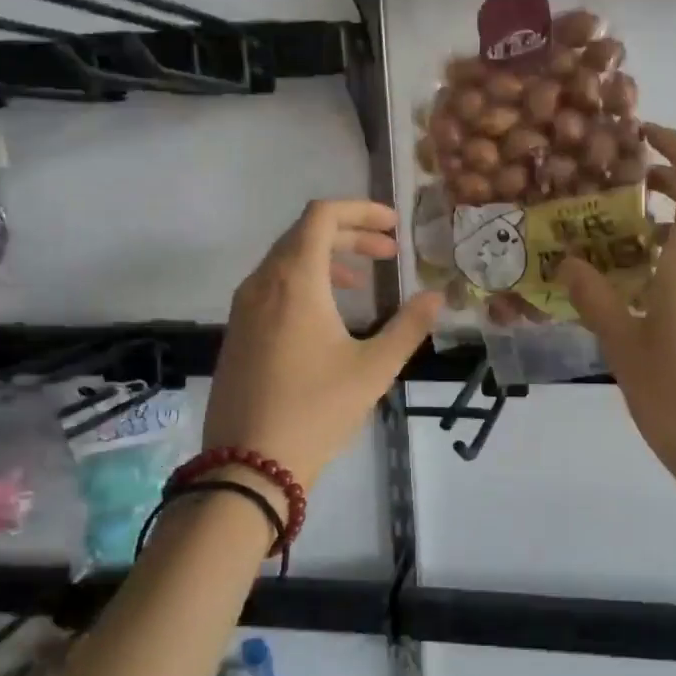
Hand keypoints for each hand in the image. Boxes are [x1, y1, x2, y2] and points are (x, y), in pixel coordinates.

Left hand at [204, 200, 441, 491]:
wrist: (247, 465)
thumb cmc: (316, 410)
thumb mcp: (374, 369)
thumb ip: (409, 327)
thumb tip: (437, 297)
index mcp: (295, 280)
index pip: (322, 215)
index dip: (361, 210)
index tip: (394, 225)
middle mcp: (263, 283)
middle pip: (305, 233)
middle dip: (351, 234)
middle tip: (389, 252)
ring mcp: (244, 308)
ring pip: (286, 259)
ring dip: (327, 258)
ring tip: (364, 281)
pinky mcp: (238, 331)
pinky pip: (272, 285)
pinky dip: (305, 281)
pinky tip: (328, 314)